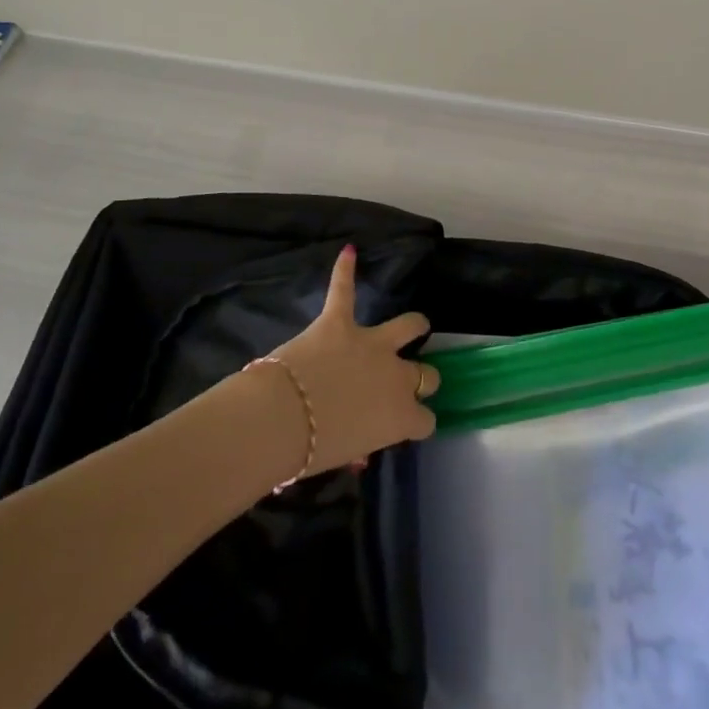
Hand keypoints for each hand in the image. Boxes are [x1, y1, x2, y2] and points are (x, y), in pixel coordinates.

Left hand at [259, 245, 438, 471]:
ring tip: (415, 325)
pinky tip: (350, 252)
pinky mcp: (339, 322)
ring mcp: (370, 344)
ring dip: (412, 326)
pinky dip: (345, 271)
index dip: (418, 422)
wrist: (282, 418)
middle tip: (405, 381)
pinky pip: (344, 291)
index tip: (409, 425)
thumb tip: (359, 449)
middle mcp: (397, 376)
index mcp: (401, 415)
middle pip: (426, 374)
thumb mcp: (346, 456)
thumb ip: (361, 445)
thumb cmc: (312, 452)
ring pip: (406, 326)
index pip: (426, 420)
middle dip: (421, 378)